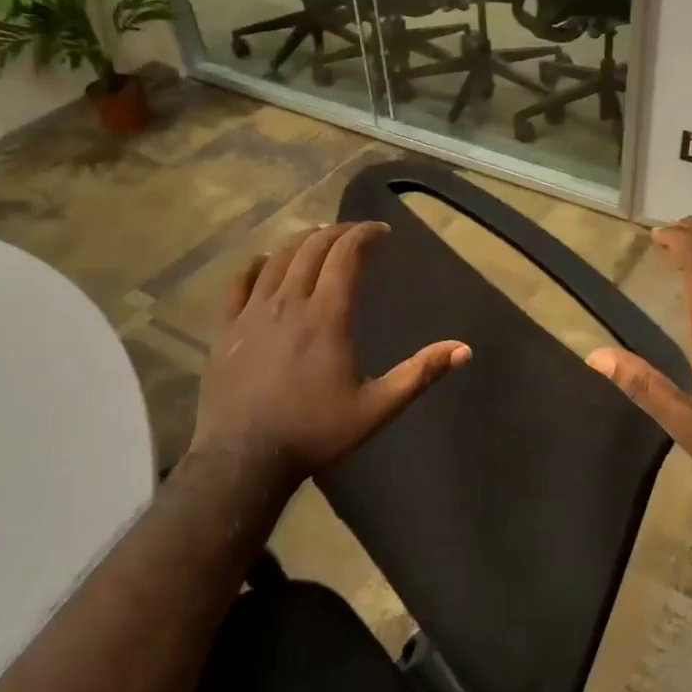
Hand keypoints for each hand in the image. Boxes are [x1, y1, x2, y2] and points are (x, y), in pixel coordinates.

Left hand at [186, 221, 469, 497]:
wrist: (244, 458)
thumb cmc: (315, 432)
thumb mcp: (377, 407)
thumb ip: (420, 374)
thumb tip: (464, 350)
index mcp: (327, 316)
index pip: (346, 255)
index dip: (365, 235)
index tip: (382, 232)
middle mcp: (289, 302)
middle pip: (313, 248)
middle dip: (338, 232)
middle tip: (356, 234)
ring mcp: (252, 312)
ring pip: (277, 259)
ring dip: (302, 242)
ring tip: (318, 239)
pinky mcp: (226, 328)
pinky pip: (238, 282)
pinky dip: (256, 263)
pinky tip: (265, 262)